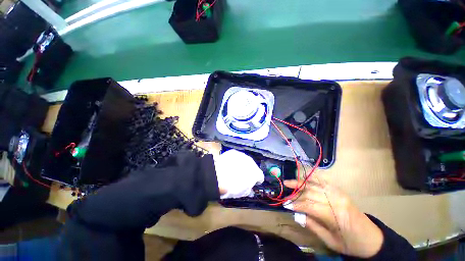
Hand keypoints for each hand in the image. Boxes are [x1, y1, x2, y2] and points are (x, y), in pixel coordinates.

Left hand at [214, 149, 263, 198]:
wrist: (218, 177)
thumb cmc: (232, 187)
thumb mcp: (242, 193)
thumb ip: (249, 190)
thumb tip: (249, 189)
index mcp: (256, 172)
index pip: (260, 176)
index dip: (257, 180)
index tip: (252, 183)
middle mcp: (251, 162)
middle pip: (252, 166)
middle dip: (249, 171)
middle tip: (241, 176)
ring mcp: (242, 155)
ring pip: (244, 160)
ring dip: (241, 164)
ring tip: (233, 169)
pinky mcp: (233, 152)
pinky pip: (236, 156)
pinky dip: (233, 160)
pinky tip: (228, 164)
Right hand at [284, 178, 383, 257]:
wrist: (372, 238)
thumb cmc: (351, 243)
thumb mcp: (331, 242)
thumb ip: (313, 227)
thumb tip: (297, 215)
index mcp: (336, 215)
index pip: (310, 205)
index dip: (296, 204)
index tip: (286, 204)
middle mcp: (337, 201)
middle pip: (311, 193)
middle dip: (296, 193)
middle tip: (285, 194)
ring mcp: (339, 194)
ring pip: (315, 185)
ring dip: (300, 183)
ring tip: (289, 182)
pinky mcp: (340, 191)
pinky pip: (324, 181)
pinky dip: (313, 177)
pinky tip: (304, 175)